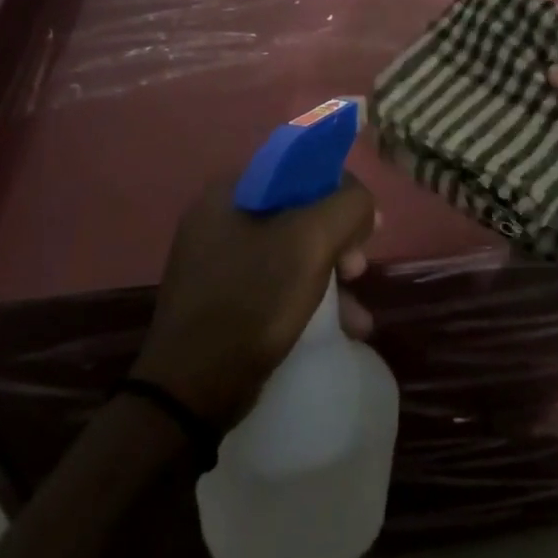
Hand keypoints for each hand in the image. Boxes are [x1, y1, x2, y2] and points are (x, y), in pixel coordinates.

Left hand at [132, 176, 377, 428]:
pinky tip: (341, 327)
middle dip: (338, 240)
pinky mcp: (223, 299)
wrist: (191, 390)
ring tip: (358, 313)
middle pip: (299, 210)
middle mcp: (219, 219)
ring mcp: (218, 261)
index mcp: (231, 191)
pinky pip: (277, 282)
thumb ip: (347, 205)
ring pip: (292, 250)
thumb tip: (362, 202)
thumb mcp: (311, 241)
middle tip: (358, 268)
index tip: (366, 224)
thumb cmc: (252, 300)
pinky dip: (309, 297)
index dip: (340, 189)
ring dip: (331, 275)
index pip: (299, 166)